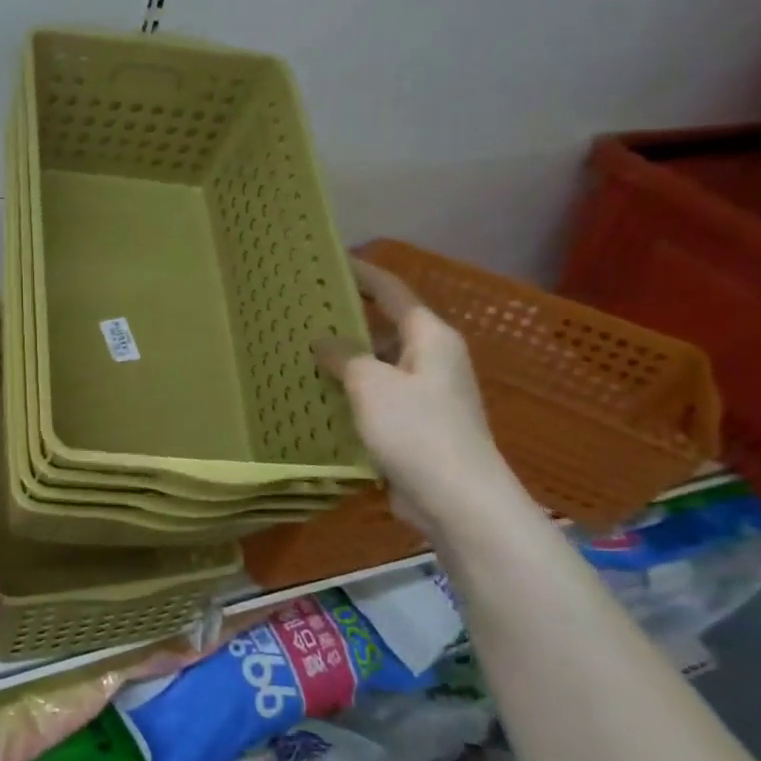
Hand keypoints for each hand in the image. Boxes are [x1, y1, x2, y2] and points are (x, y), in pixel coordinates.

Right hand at [313, 258, 511, 534]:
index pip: (392, 291)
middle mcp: (433, 359)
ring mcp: (426, 394)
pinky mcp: (416, 425)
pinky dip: (352, 391)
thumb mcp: (370, 385)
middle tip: (304, 311)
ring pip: (379, 364)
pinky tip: (320, 396)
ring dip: (346, 359)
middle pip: (385, 327)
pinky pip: (378, 395)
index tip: (331, 260)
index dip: (362, 274)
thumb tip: (324, 343)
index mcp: (430, 338)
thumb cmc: (416, 430)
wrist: (458, 499)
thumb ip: (344, 357)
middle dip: (348, 318)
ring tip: (302, 352)